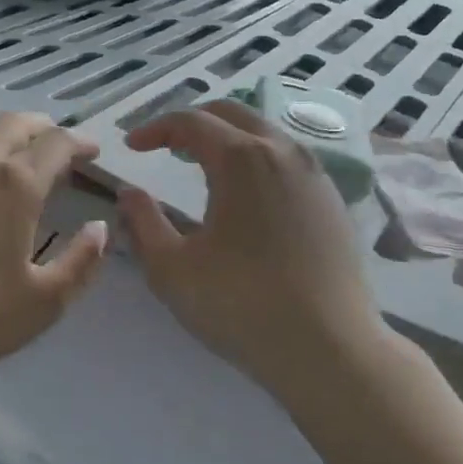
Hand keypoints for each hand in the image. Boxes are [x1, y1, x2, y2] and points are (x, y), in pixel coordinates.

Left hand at [0, 114, 108, 394]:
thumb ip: (82, 262)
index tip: (91, 151)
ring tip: (2, 147)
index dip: (79, 142)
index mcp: (15, 186)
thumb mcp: (44, 302)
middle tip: (51, 139)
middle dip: (39, 126)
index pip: (56, 144)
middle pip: (11, 124)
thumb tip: (100, 228)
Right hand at [116, 100, 384, 399]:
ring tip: (202, 166)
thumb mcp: (172, 269)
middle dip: (193, 123)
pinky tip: (247, 196)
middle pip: (232, 114)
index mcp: (241, 159)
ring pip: (265, 134)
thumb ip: (142, 222)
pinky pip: (288, 161)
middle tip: (165, 147)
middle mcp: (283, 152)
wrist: (329, 349)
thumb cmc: (240, 306)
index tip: (132, 146)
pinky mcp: (333, 201)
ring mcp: (315, 175)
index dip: (155, 128)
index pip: (191, 122)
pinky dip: (257, 160)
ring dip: (228, 139)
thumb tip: (129, 193)